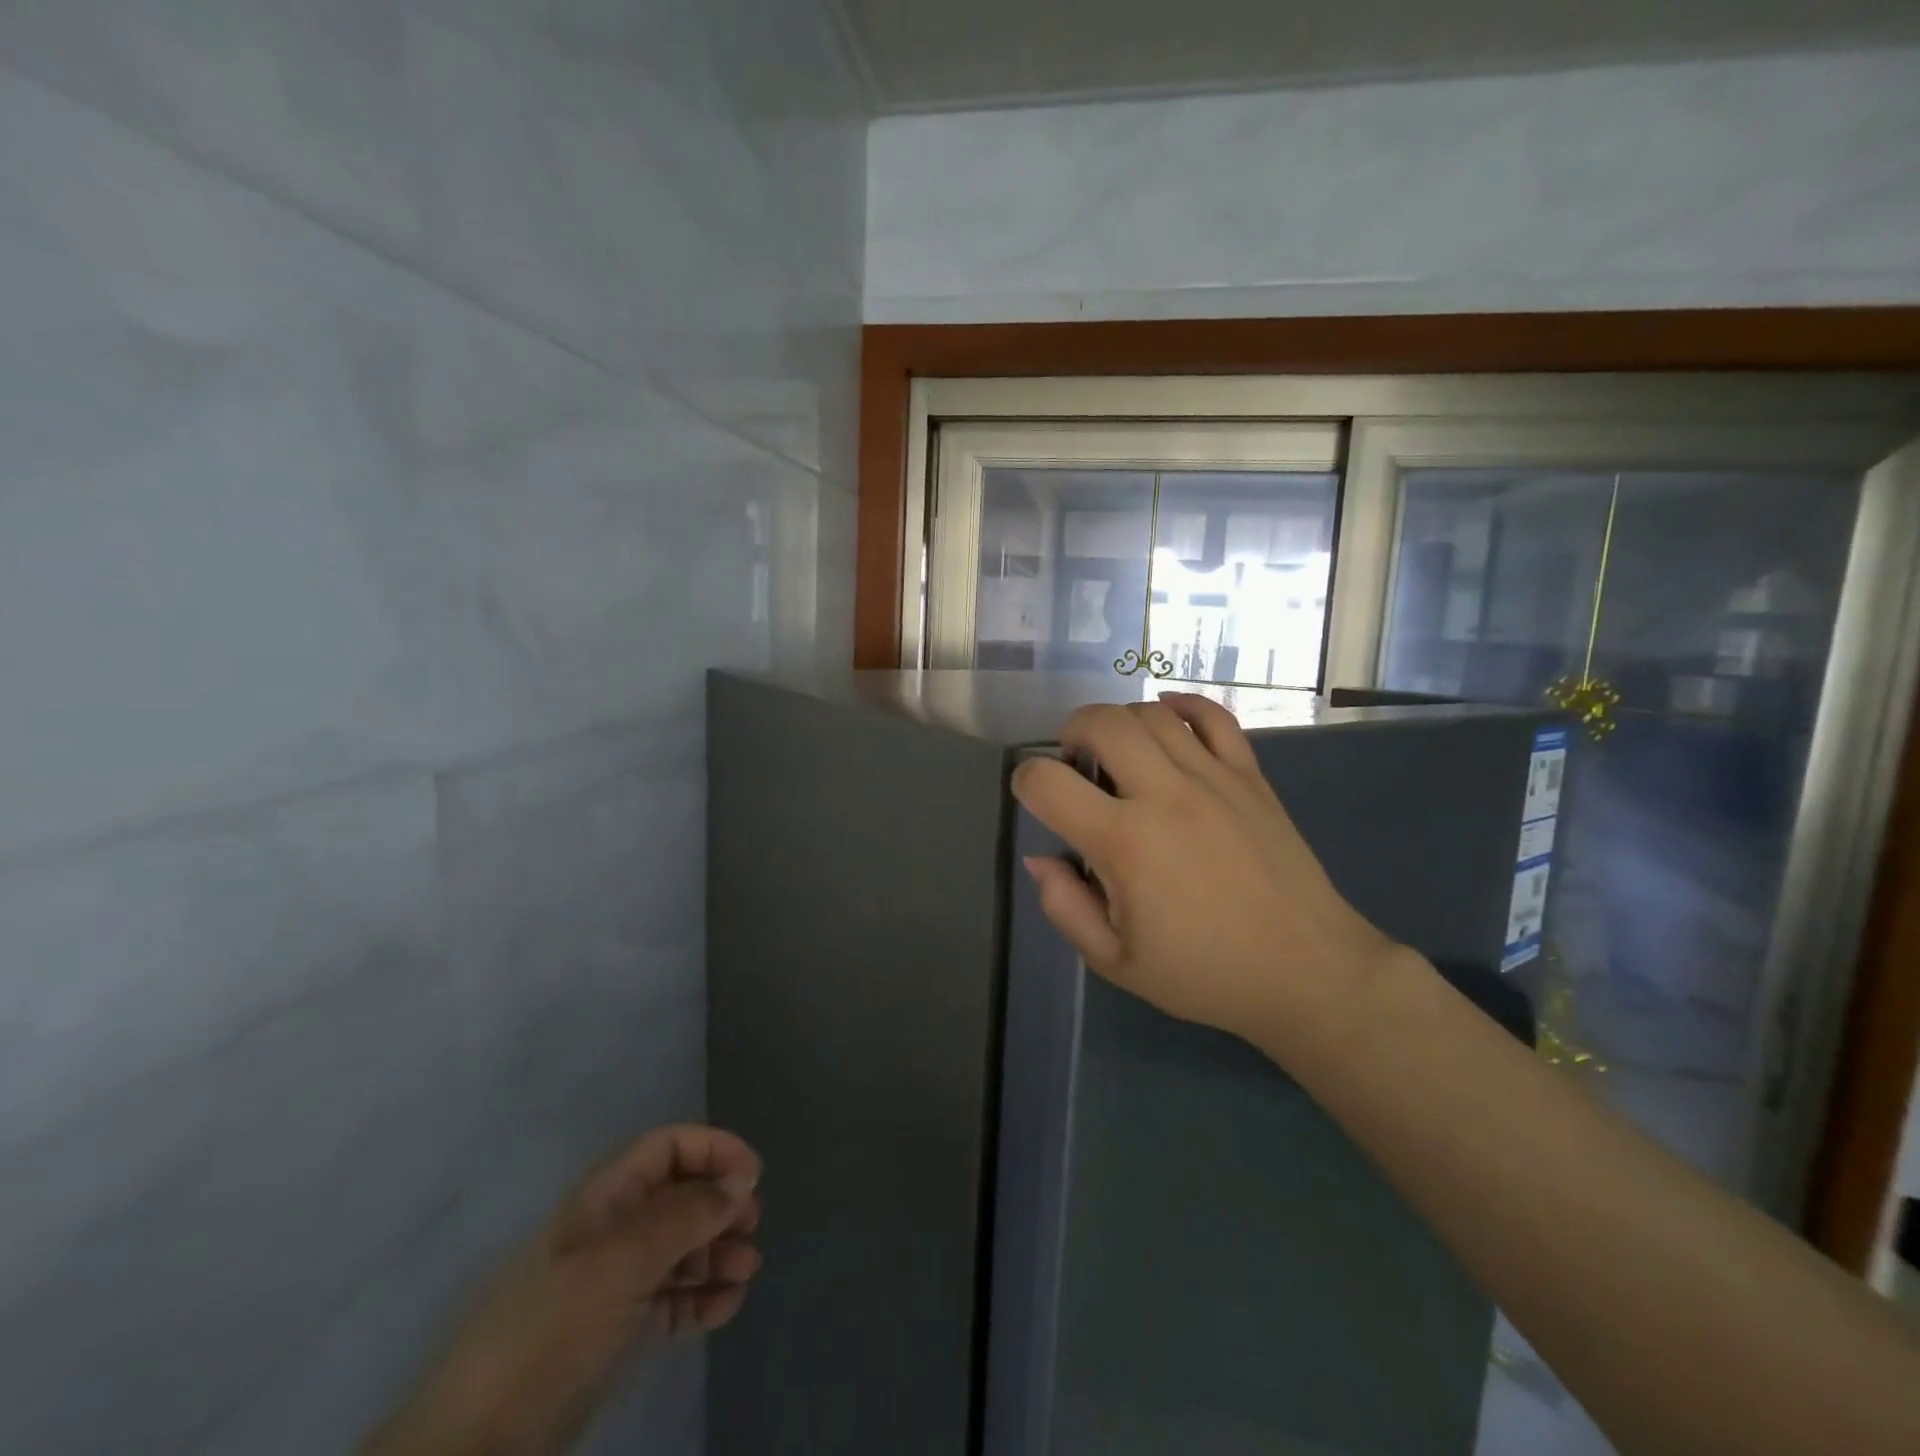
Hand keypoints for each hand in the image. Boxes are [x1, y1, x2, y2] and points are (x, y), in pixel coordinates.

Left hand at [364, 1125, 761, 1455]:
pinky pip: (671, 1298)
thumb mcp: (620, 1265)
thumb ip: (684, 1218)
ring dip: (718, 1252)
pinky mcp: (617, 1332)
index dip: (711, 1149)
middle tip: (751, 1226)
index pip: (666, 1147)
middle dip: (720, 1203)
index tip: (752, 1175)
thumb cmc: (551, 1333)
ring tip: (746, 1271)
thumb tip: (740, 1181)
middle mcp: (611, 1231)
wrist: (476, 1448)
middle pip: (679, 1195)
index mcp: (604, 1200)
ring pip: (680, 1247)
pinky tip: (725, 1308)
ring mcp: (613, 1283)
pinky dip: (702, 1298)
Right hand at [1012, 693, 1402, 1053]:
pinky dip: (1183, 706)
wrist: (1307, 971)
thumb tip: (1041, 857)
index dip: (1025, 781)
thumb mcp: (1115, 962)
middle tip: (1074, 763)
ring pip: (1152, 712)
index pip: (1047, 782)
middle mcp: (1165, 794)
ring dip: (1120, 721)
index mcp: (1124, 843)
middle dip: (1071, 732)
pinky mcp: (1251, 776)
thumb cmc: (1205, 972)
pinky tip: (1168, 718)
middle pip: (1101, 722)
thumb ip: (1066, 906)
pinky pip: (1214, 717)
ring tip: (1119, 752)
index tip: (1033, 797)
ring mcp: (1214, 778)